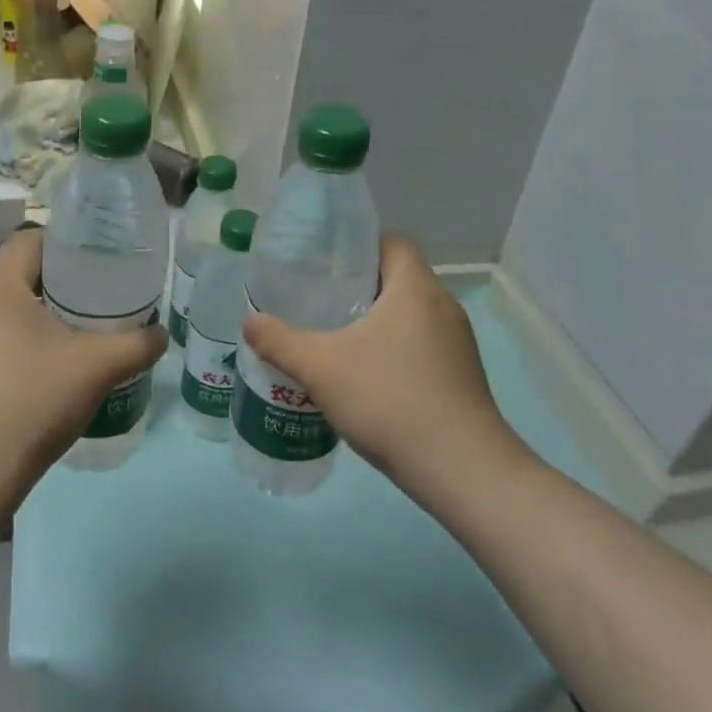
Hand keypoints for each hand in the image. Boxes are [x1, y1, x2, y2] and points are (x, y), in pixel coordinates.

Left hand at [0, 229, 166, 514]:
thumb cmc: (34, 402)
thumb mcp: (98, 368)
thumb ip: (137, 344)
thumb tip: (160, 334)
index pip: (28, 241)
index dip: (63, 243)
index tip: (94, 260)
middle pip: (15, 277)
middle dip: (55, 284)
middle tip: (93, 300)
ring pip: (0, 314)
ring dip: (33, 318)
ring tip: (70, 338)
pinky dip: (14, 349)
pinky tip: (38, 378)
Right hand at [240, 234, 532, 496]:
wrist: (462, 470)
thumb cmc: (389, 400)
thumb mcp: (320, 367)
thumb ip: (279, 341)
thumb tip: (249, 321)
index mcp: (415, 288)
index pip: (393, 241)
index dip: (360, 244)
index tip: (326, 262)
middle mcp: (443, 306)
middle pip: (398, 278)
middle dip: (359, 285)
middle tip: (319, 300)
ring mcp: (458, 344)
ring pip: (410, 315)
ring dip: (376, 321)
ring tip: (336, 338)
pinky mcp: (463, 376)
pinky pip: (422, 345)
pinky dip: (395, 349)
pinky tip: (366, 378)